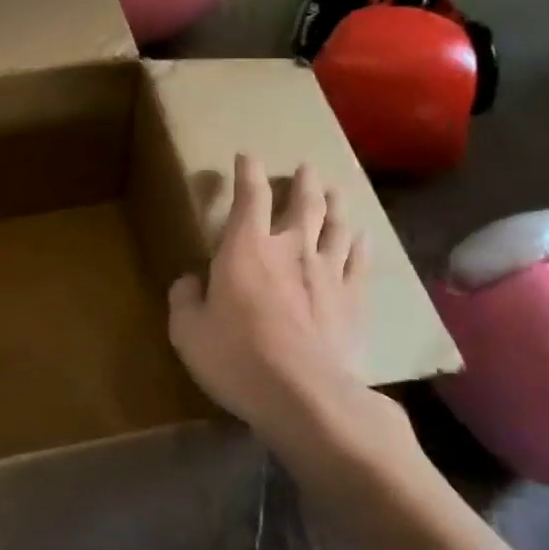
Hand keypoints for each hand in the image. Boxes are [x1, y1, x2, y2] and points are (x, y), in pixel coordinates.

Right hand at [168, 155, 377, 438]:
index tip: (246, 156)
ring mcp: (328, 272)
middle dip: (303, 182)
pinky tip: (363, 236)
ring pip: (336, 226)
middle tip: (306, 168)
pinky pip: (360, 261)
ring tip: (336, 191)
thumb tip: (190, 282)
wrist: (303, 393)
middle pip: (303, 203)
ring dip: (335, 205)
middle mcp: (291, 249)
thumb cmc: (237, 357)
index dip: (246, 173)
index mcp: (246, 249)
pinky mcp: (353, 299)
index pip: (249, 197)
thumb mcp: (188, 332)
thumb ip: (185, 301)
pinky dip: (360, 244)